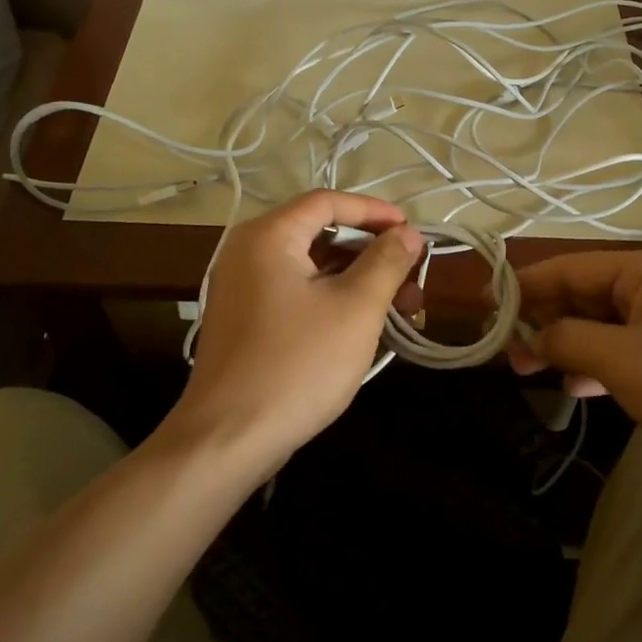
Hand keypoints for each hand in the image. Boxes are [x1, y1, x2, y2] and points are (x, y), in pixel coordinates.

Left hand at [172, 190, 423, 467]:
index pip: (328, 201)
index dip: (375, 212)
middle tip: (413, 281)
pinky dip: (333, 301)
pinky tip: (365, 328)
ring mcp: (242, 288)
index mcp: (269, 236)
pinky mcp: (245, 320)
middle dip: (373, 255)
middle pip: (321, 234)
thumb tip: (408, 233)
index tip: (412, 232)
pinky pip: (296, 294)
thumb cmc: (297, 364)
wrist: (227, 439)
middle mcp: (248, 251)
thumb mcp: (355, 309)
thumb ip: (386, 262)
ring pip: (312, 269)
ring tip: (401, 312)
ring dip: (358, 282)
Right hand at [507, 249, 641, 498]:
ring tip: (528, 369)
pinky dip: (594, 364)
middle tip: (506, 349)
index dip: (526, 285)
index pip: (570, 268)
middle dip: (544, 320)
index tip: (488, 304)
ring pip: (599, 324)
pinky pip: (620, 349)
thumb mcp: (622, 361)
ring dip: (565, 344)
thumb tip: (529, 339)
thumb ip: (568, 341)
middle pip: (583, 295)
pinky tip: (573, 387)